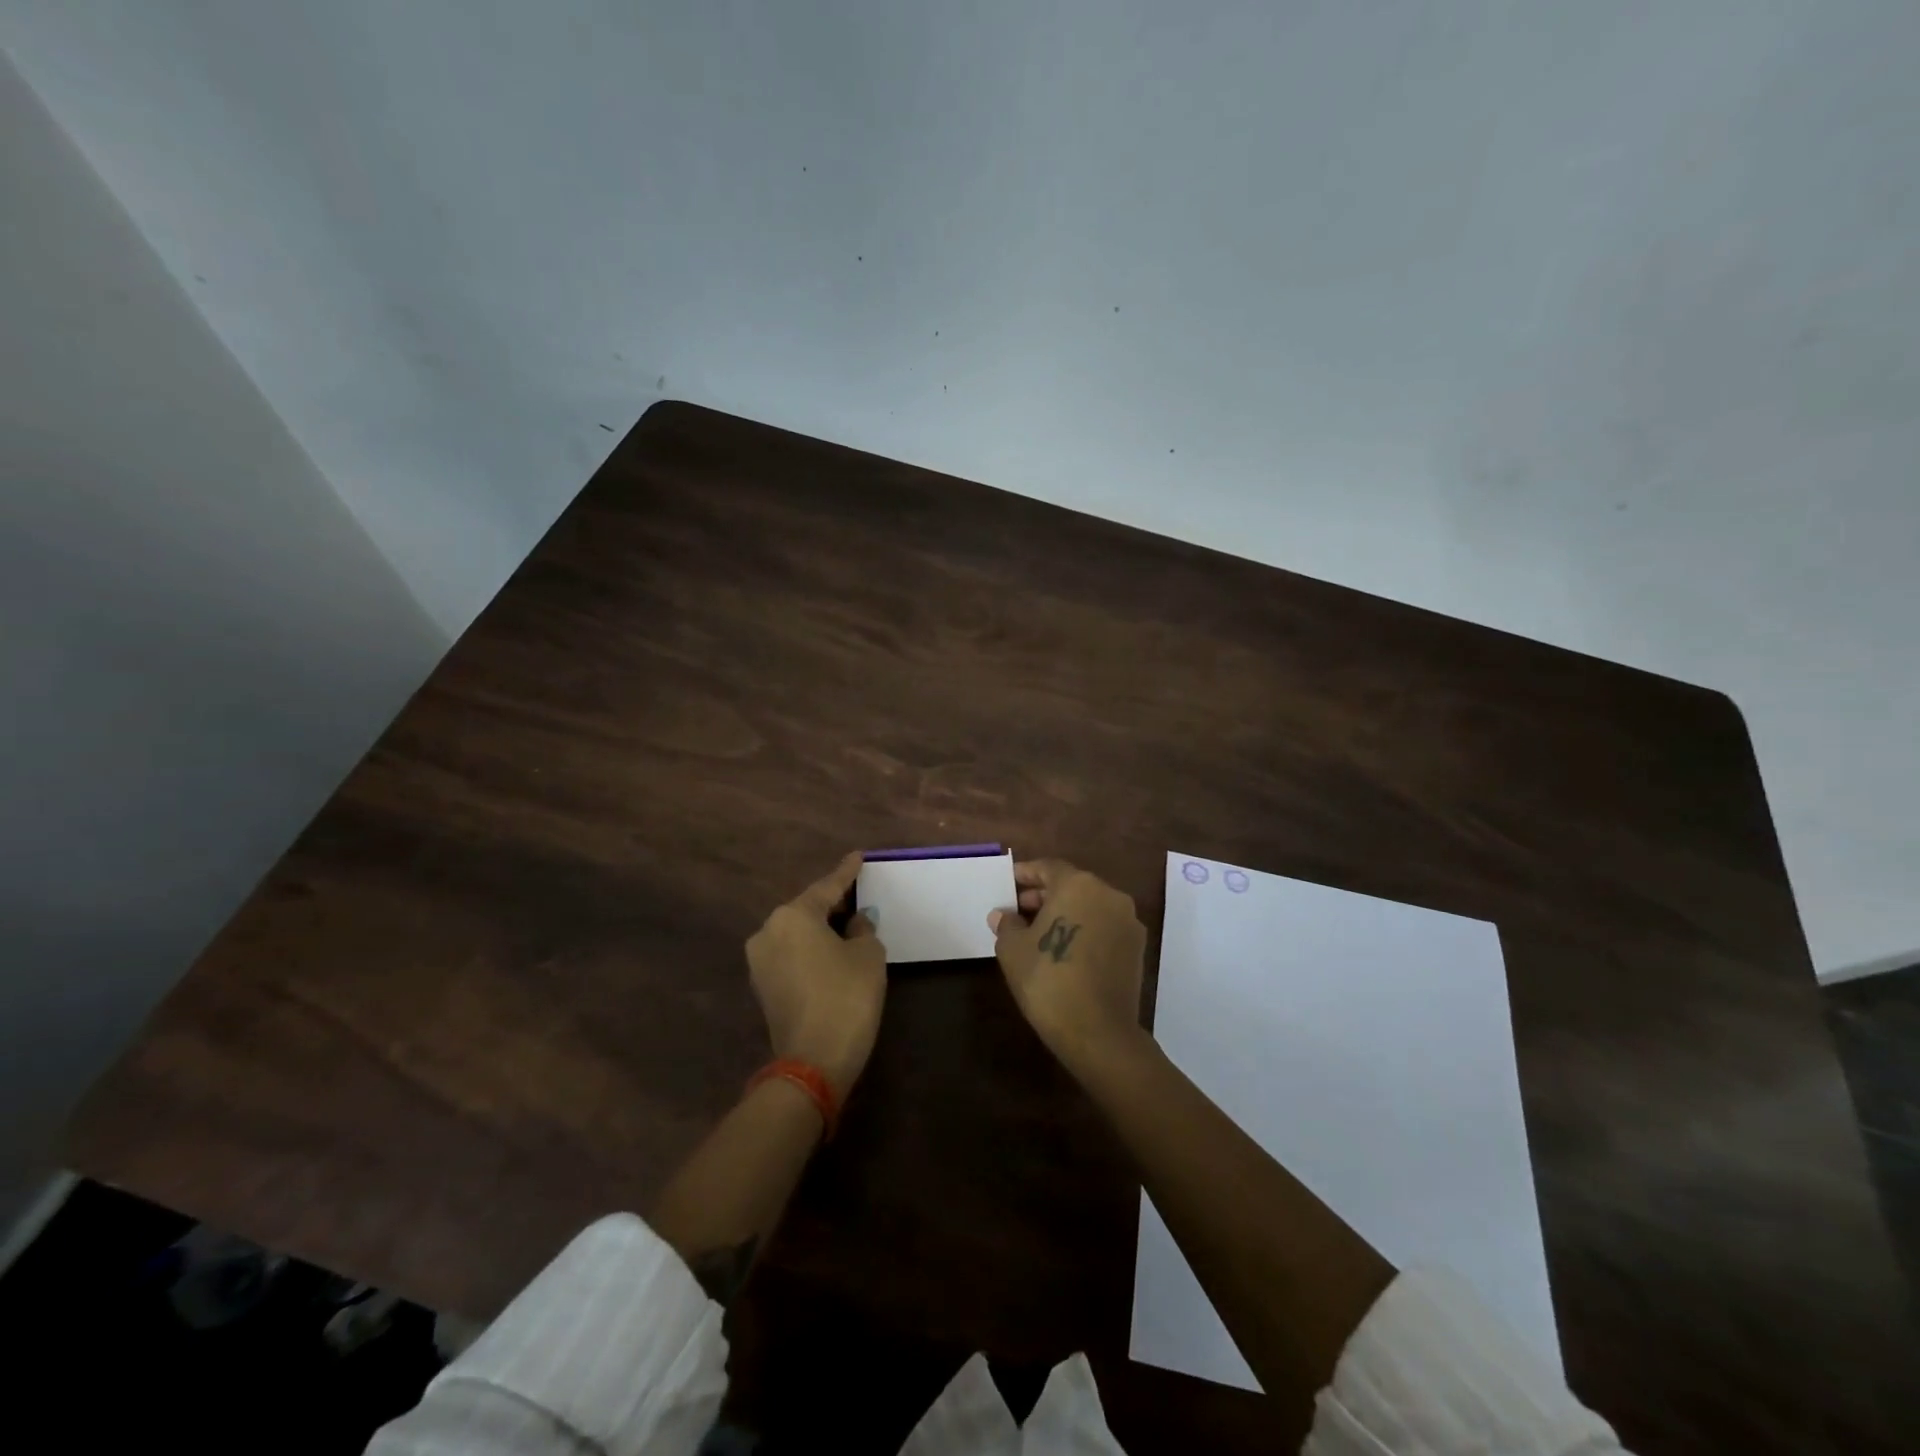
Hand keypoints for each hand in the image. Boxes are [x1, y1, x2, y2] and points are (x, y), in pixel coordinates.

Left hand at [745, 852, 886, 1103]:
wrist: (813, 1062)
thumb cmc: (846, 997)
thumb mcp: (868, 955)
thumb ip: (863, 929)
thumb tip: (854, 923)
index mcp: (792, 916)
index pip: (827, 887)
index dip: (847, 873)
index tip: (858, 856)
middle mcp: (768, 931)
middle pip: (807, 909)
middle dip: (832, 904)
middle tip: (858, 896)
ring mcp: (760, 962)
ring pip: (797, 933)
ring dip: (821, 929)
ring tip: (848, 926)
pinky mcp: (762, 987)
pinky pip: (791, 955)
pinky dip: (811, 950)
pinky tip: (832, 952)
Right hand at [989, 859, 1146, 1073]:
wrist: (1098, 1032)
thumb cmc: (1048, 980)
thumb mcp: (1013, 950)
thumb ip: (1007, 925)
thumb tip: (1003, 915)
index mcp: (1078, 885)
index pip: (1048, 867)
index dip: (1025, 874)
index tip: (1009, 883)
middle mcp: (1108, 894)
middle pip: (1072, 884)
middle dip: (1044, 895)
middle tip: (1019, 911)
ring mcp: (1127, 921)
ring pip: (1090, 905)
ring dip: (1066, 912)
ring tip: (1039, 932)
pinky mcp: (1137, 947)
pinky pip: (1104, 927)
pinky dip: (1085, 929)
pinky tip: (1065, 950)